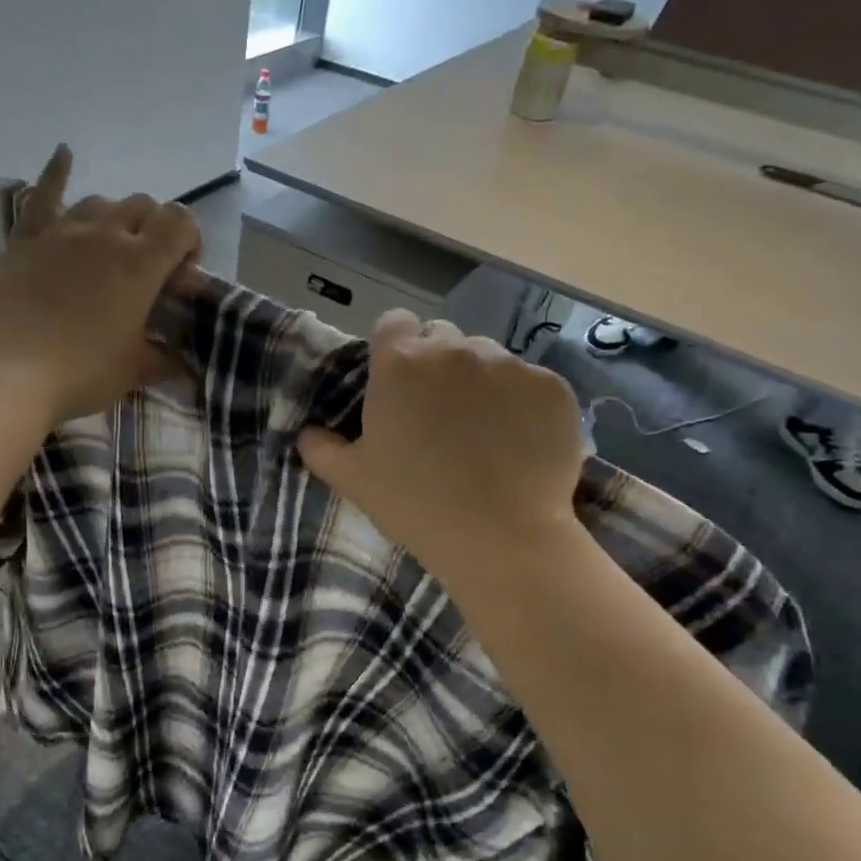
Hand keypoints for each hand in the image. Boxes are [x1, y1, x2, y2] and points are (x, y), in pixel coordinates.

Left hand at [0, 145, 200, 424]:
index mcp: (141, 263)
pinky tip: (64, 153)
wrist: (9, 374)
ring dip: (114, 218)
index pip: (180, 222)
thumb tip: (185, 364)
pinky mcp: (26, 240)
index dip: (190, 240)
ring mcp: (62, 232)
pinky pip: (43, 195)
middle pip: (143, 206)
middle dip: (154, 229)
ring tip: (111, 246)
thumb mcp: (135, 370)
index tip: (182, 273)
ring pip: (100, 202)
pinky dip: (57, 172)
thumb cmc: (82, 373)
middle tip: (148, 267)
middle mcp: (106, 235)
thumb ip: (165, 359)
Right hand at [297, 311, 588, 586]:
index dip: (393, 347)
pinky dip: (522, 402)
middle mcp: (456, 350)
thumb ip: (320, 447)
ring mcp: (510, 365)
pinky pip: (529, 381)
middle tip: (436, 413)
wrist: (501, 538)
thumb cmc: (415, 505)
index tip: (396, 382)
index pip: (393, 322)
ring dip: (480, 380)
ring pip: (488, 357)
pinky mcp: (553, 387)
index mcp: (401, 364)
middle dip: (436, 364)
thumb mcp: (352, 479)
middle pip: (442, 337)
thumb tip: (308, 432)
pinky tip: (519, 441)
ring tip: (483, 429)